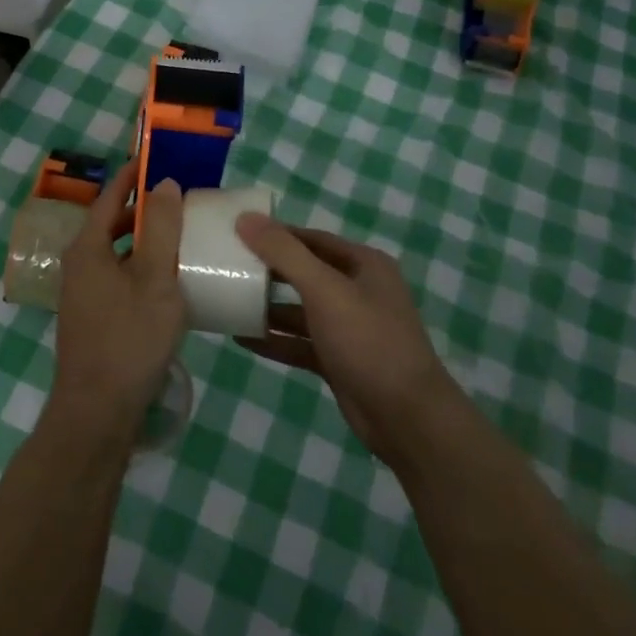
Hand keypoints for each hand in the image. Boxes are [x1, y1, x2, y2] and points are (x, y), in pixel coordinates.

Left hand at [50, 162, 188, 437]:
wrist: (97, 412)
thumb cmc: (128, 339)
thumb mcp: (155, 280)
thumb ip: (161, 230)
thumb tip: (164, 183)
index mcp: (87, 248)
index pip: (109, 198)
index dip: (132, 176)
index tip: (154, 158)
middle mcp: (78, 265)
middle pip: (111, 224)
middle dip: (142, 209)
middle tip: (178, 199)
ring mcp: (83, 294)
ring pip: (115, 253)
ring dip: (143, 241)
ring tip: (178, 236)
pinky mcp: (92, 318)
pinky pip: (118, 277)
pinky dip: (140, 267)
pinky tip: (167, 281)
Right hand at [234, 215, 457, 465]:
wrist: (406, 417)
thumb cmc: (368, 340)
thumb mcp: (324, 289)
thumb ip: (284, 253)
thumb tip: (245, 218)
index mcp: (364, 265)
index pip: (312, 239)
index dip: (277, 234)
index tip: (238, 233)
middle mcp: (359, 291)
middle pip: (306, 272)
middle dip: (269, 271)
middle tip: (228, 266)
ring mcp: (350, 328)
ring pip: (302, 310)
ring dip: (269, 307)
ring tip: (229, 301)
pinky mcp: (340, 360)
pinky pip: (301, 343)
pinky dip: (276, 340)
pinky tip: (243, 338)